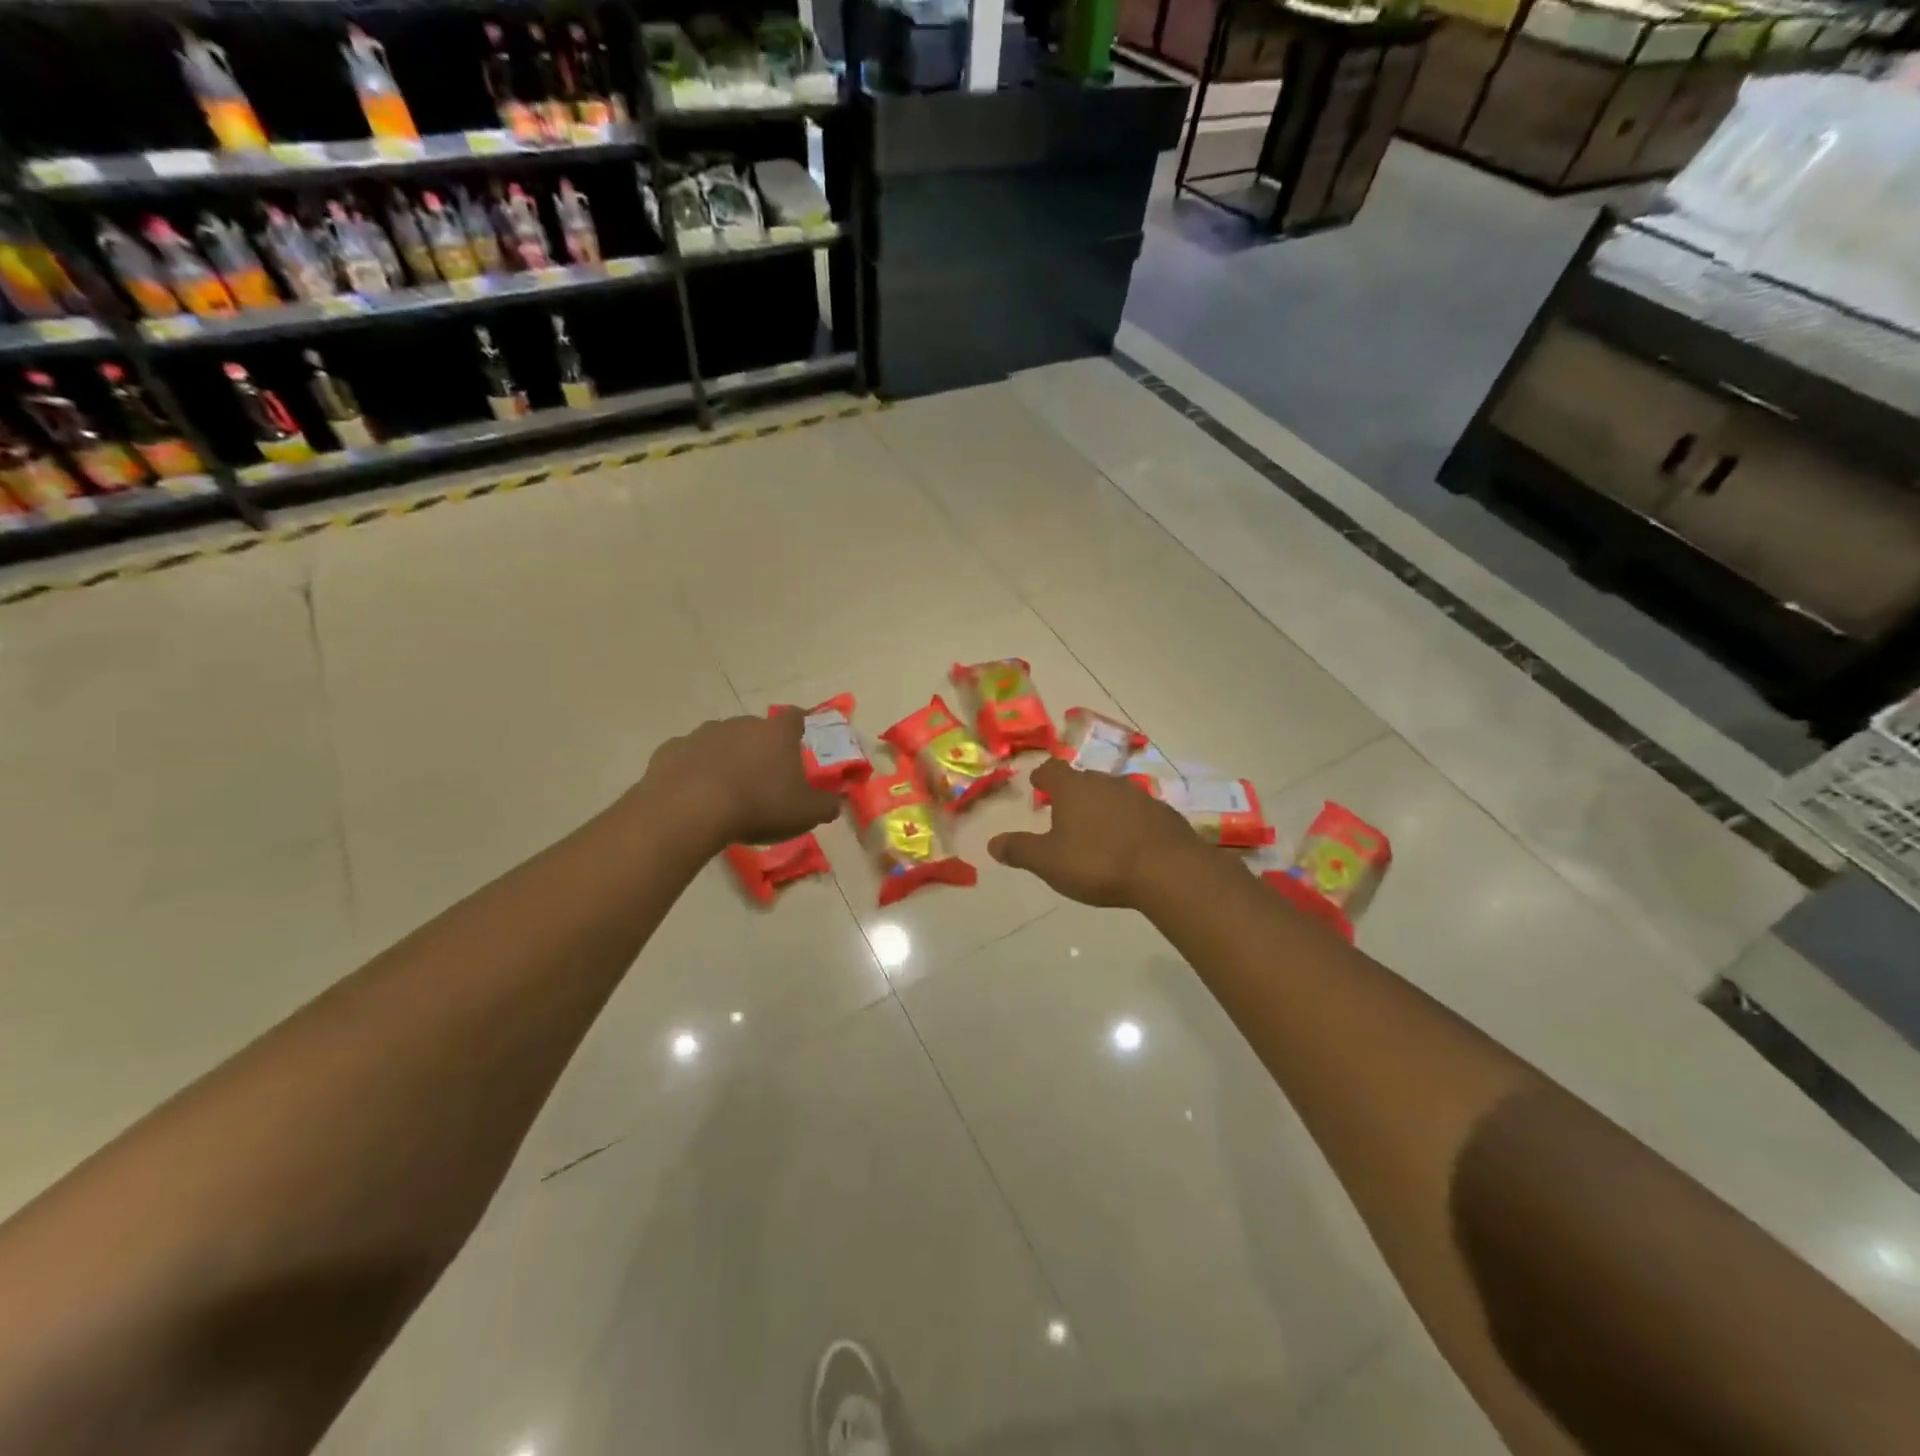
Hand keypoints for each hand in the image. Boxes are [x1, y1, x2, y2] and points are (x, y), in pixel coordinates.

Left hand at [641, 710, 842, 850]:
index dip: (799, 727)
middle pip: (756, 730)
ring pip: (721, 741)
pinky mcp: (672, 749)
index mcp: (776, 733)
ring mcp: (703, 733)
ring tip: (727, 789)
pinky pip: (690, 757)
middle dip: (760, 749)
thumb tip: (834, 804)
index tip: (799, 739)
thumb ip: (824, 806)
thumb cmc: (758, 805)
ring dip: (727, 758)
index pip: (794, 717)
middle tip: (763, 778)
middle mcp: (741, 724)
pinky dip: (695, 769)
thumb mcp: (804, 814)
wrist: (690, 809)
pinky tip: (695, 793)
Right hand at [989, 759, 1202, 907]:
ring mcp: (1139, 795)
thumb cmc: (1098, 862)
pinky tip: (1128, 842)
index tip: (1037, 782)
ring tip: (1095, 827)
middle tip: (1063, 809)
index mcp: (1074, 788)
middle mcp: (1106, 783)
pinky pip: (1138, 812)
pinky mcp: (1164, 814)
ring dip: (1101, 806)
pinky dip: (1128, 821)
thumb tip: (992, 843)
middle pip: (1084, 780)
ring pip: (1113, 794)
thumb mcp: (1049, 862)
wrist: (1167, 870)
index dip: (1042, 776)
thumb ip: (1020, 850)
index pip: (1052, 770)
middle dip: (1072, 792)